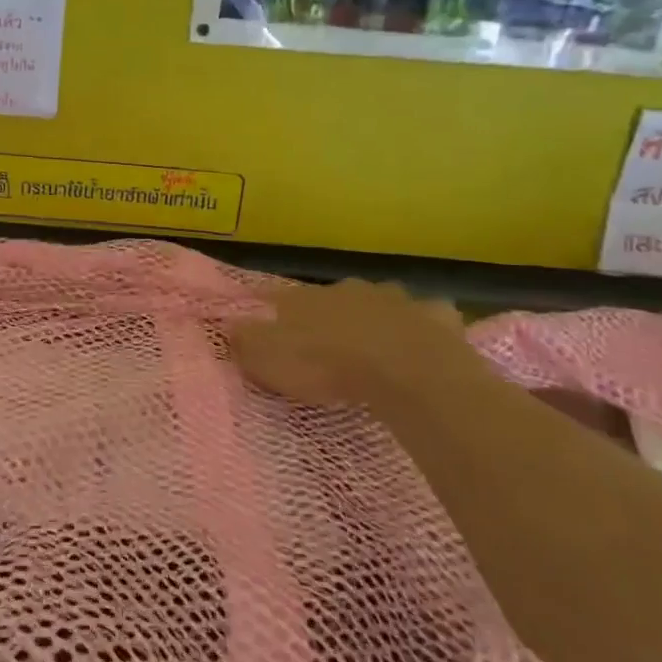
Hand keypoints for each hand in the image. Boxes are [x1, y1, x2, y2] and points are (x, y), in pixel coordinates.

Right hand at [228, 280, 488, 407]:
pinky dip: (422, 326)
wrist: (406, 371)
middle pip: (331, 298)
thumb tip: (227, 323)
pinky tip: (423, 343)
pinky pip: (426, 317)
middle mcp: (346, 289)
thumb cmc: (328, 365)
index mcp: (305, 299)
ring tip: (375, 344)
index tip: (266, 320)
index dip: (270, 309)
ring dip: (374, 317)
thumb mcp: (269, 360)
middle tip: (326, 342)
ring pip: (379, 302)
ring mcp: (394, 299)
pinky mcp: (435, 316)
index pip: (277, 298)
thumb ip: (246, 342)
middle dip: (328, 314)